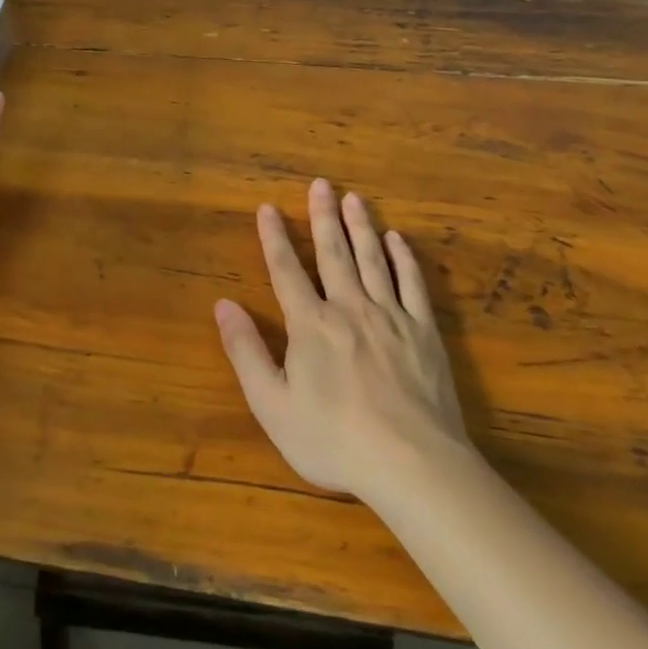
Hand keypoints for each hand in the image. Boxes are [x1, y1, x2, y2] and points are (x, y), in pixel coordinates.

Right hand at [215, 178, 470, 499]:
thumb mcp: (273, 405)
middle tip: (320, 183)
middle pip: (333, 253)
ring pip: (373, 260)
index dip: (274, 237)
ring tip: (354, 198)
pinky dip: (404, 259)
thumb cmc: (333, 439)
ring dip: (361, 227)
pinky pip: (413, 284)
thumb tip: (223, 305)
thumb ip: (246, 351)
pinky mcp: (424, 332)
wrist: (412, 465)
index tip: (267, 207)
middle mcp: (349, 308)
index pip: (287, 270)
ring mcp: (391, 317)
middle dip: (323, 217)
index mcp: (310, 325)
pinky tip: (398, 240)